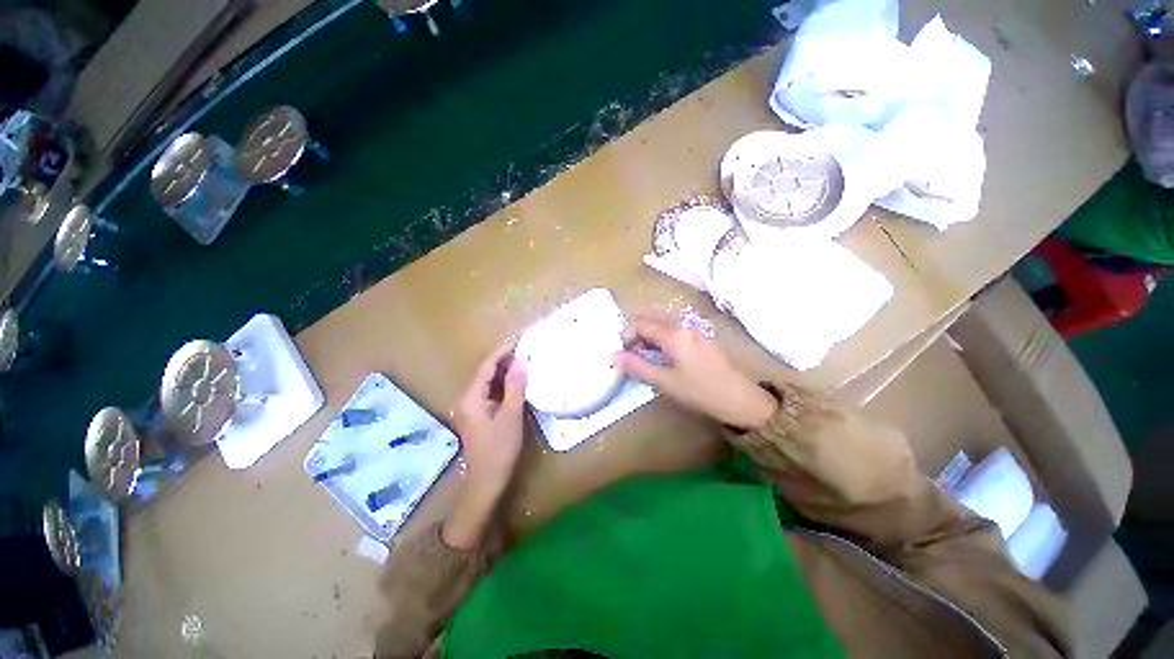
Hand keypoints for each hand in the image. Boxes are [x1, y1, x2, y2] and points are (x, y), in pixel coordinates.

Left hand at [444, 339, 526, 548]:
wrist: (487, 483)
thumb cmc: (499, 449)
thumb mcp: (511, 415)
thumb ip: (515, 387)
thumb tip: (521, 361)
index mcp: (471, 397)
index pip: (487, 366)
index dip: (503, 352)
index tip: (520, 340)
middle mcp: (467, 399)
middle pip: (486, 373)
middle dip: (505, 360)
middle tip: (526, 349)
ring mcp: (473, 408)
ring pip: (490, 383)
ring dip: (506, 372)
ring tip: (525, 360)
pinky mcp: (480, 416)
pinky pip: (492, 393)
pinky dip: (505, 385)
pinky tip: (518, 382)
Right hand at [613, 314, 777, 429]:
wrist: (739, 399)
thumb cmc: (699, 391)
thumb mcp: (664, 381)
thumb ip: (637, 366)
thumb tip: (613, 356)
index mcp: (673, 335)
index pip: (641, 324)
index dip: (626, 335)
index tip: (621, 353)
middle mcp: (683, 327)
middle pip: (652, 320)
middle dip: (636, 333)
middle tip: (629, 353)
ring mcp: (694, 332)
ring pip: (663, 325)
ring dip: (648, 336)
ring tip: (643, 356)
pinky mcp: (701, 340)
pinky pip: (674, 331)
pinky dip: (661, 339)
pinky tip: (662, 356)